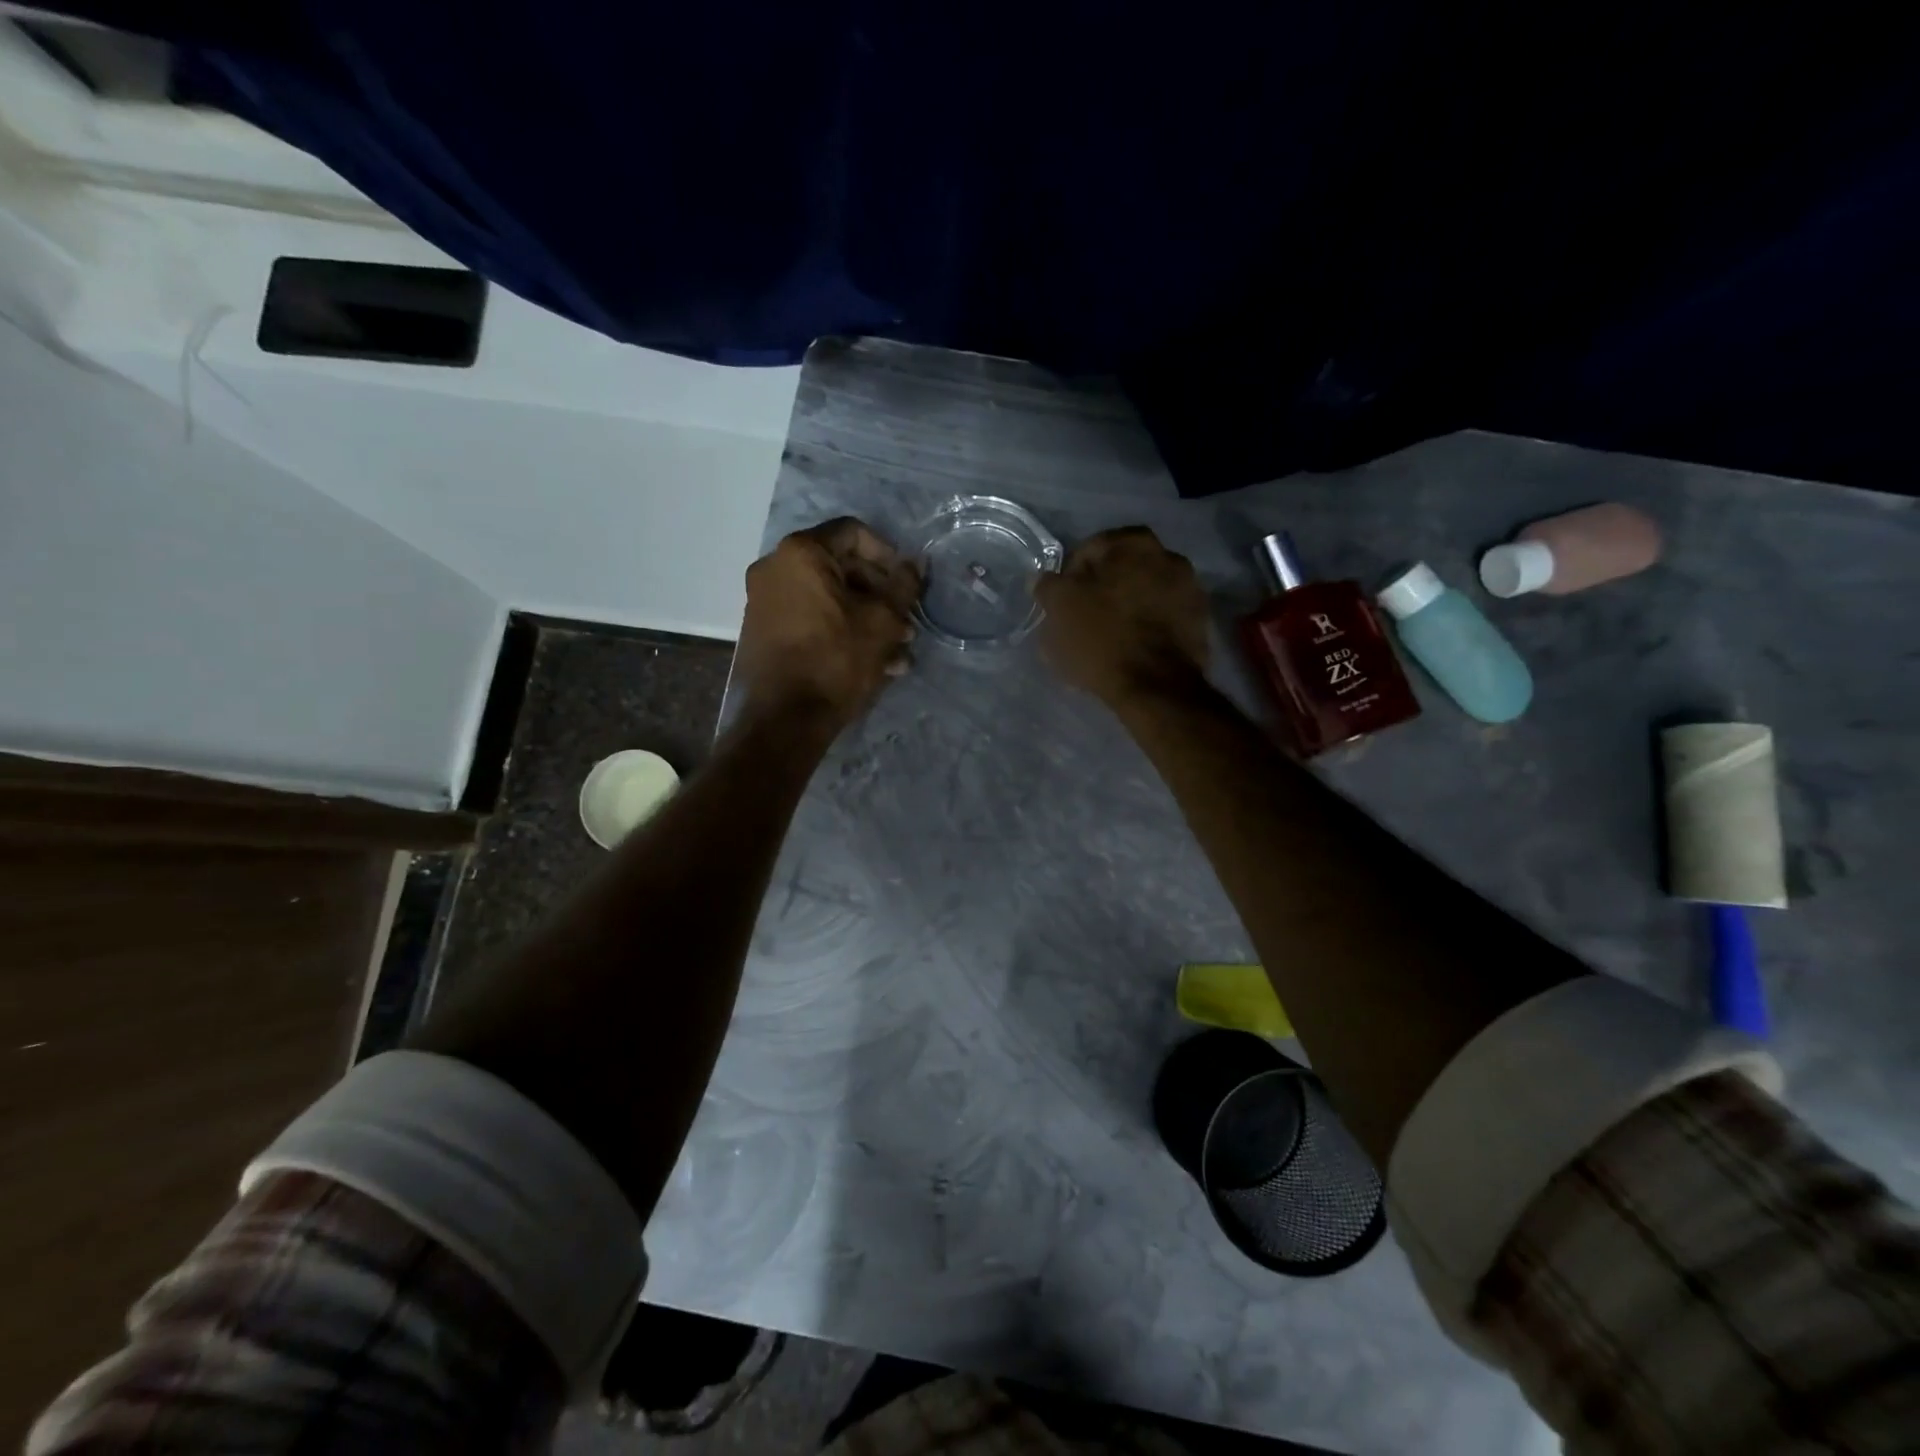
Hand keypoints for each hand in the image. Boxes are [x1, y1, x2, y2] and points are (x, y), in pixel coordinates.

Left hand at [736, 518, 920, 722]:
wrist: (785, 719)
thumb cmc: (836, 659)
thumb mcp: (882, 621)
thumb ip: (903, 585)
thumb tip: (916, 563)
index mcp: (801, 553)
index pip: (853, 533)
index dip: (888, 554)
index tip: (908, 582)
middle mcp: (775, 568)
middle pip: (841, 567)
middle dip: (880, 595)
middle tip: (907, 623)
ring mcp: (765, 601)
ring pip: (830, 598)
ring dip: (867, 619)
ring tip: (898, 651)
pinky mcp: (765, 631)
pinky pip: (813, 619)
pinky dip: (842, 631)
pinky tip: (875, 663)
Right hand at [1036, 526, 1209, 704]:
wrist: (1156, 686)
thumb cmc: (1102, 638)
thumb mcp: (1059, 609)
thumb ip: (1048, 586)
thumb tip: (1040, 579)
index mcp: (1134, 543)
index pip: (1089, 551)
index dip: (1069, 577)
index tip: (1060, 604)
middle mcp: (1168, 556)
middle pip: (1120, 572)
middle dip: (1100, 592)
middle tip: (1080, 621)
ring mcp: (1190, 589)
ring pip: (1142, 596)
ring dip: (1124, 610)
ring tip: (1104, 642)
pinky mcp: (1199, 623)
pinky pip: (1161, 619)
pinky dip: (1145, 629)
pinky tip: (1129, 651)